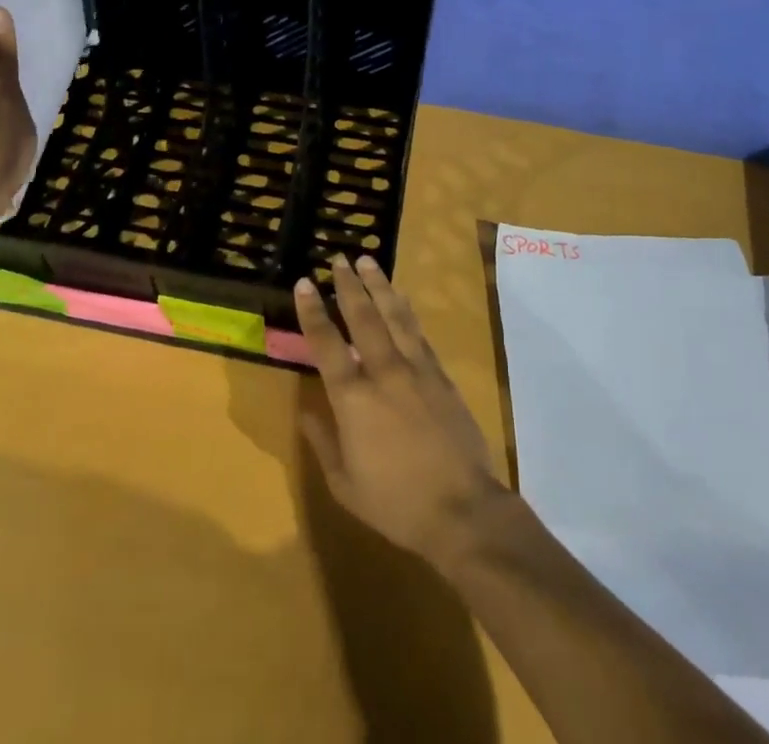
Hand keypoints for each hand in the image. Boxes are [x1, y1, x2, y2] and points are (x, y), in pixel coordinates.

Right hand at [295, 255, 510, 576]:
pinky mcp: (440, 375)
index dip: (313, 311)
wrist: (462, 510)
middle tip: (339, 258)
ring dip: (379, 286)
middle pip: (363, 317)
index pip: (326, 344)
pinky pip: (418, 332)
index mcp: (353, 399)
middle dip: (348, 285)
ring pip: (394, 315)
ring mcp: (416, 370)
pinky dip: (406, 310)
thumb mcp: (345, 484)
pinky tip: (401, 297)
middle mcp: (383, 372)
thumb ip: (324, 442)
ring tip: (368, 261)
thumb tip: (307, 411)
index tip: (305, 282)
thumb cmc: (396, 503)